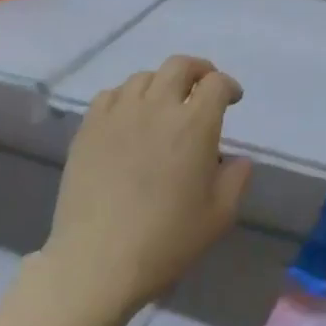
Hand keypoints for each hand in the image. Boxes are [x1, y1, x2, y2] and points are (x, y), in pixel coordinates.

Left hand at [41, 56, 252, 320]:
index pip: (216, 84)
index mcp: (194, 125)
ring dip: (162, 83)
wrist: (98, 260)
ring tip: (165, 104)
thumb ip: (236, 179)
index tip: (232, 99)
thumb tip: (237, 159)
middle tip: (203, 87)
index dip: (228, 86)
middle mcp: (157, 107)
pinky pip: (110, 95)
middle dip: (198, 70)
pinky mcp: (88, 128)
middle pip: (179, 66)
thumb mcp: (219, 216)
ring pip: (143, 77)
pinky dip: (127, 97)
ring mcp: (118, 114)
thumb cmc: (166, 240)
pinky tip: (129, 117)